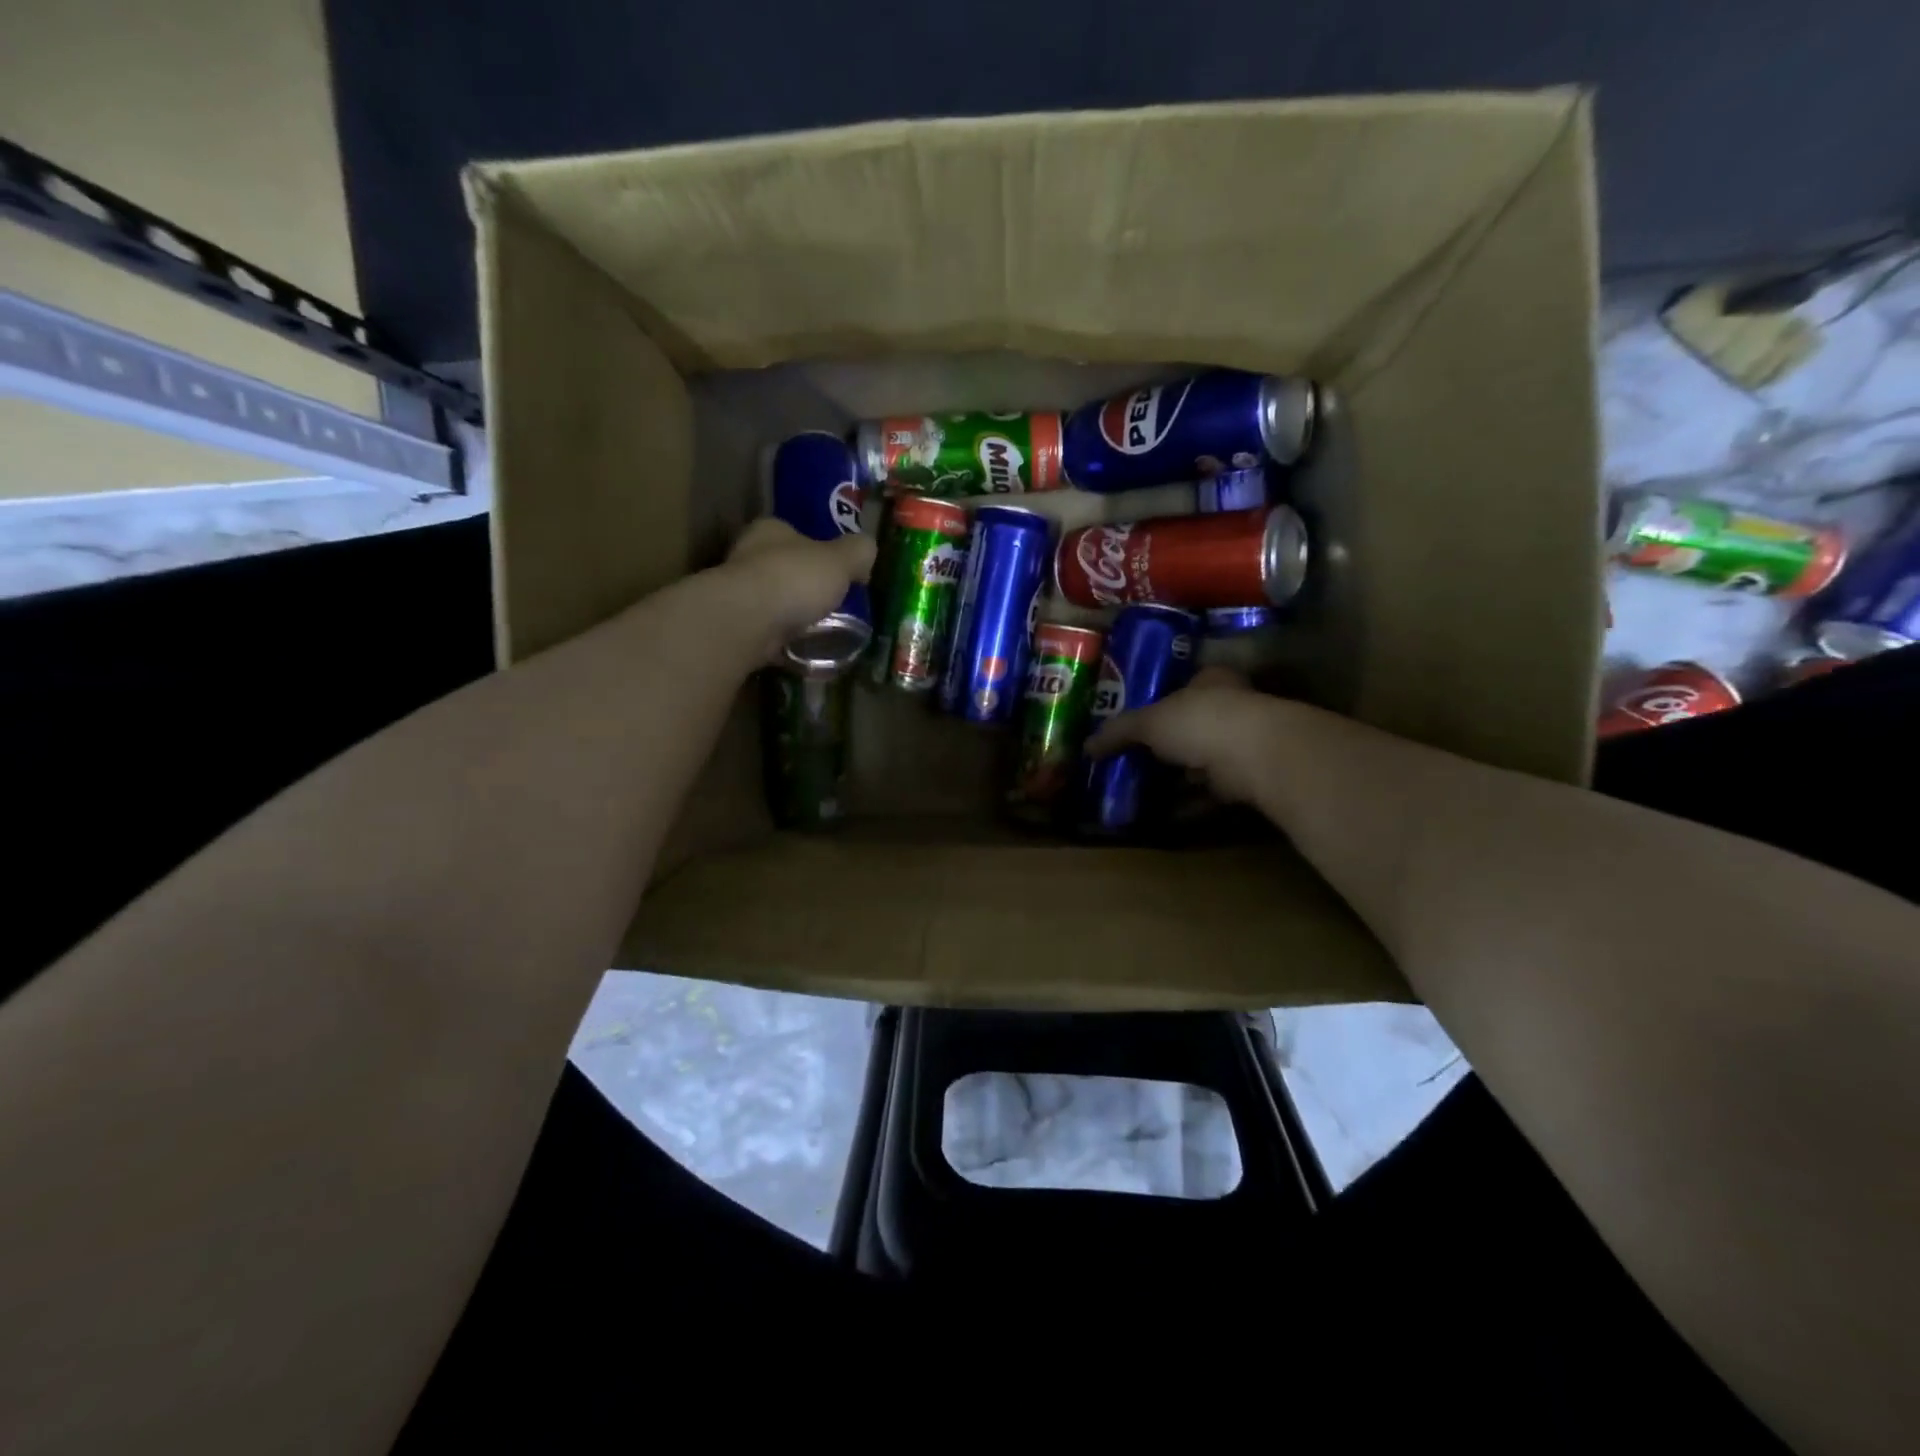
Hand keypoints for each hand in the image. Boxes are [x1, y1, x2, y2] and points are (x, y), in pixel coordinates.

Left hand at [720, 518, 876, 656]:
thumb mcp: (840, 560)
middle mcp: (747, 556)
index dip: (816, 548)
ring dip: (791, 614)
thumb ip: (857, 552)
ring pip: (772, 601)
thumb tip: (868, 550)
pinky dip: (782, 641)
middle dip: (803, 584)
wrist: (746, 623)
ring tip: (819, 630)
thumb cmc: (794, 580)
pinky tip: (802, 651)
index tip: (836, 570)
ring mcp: (737, 594)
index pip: (793, 532)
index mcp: (770, 531)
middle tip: (831, 602)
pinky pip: (766, 633)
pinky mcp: (735, 627)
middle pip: (781, 567)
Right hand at [1084, 667, 1281, 803]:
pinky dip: (1190, 805)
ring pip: (1202, 762)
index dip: (1160, 704)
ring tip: (1144, 793)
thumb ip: (1119, 732)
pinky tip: (1166, 815)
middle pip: (1192, 727)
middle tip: (1135, 762)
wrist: (1255, 756)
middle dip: (1167, 747)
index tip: (1137, 726)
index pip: (1184, 687)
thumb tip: (1086, 747)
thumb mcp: (1149, 722)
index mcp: (1211, 682)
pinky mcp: (1248, 780)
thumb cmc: (1200, 722)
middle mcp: (1231, 708)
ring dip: (1178, 779)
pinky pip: (1211, 793)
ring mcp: (1243, 745)